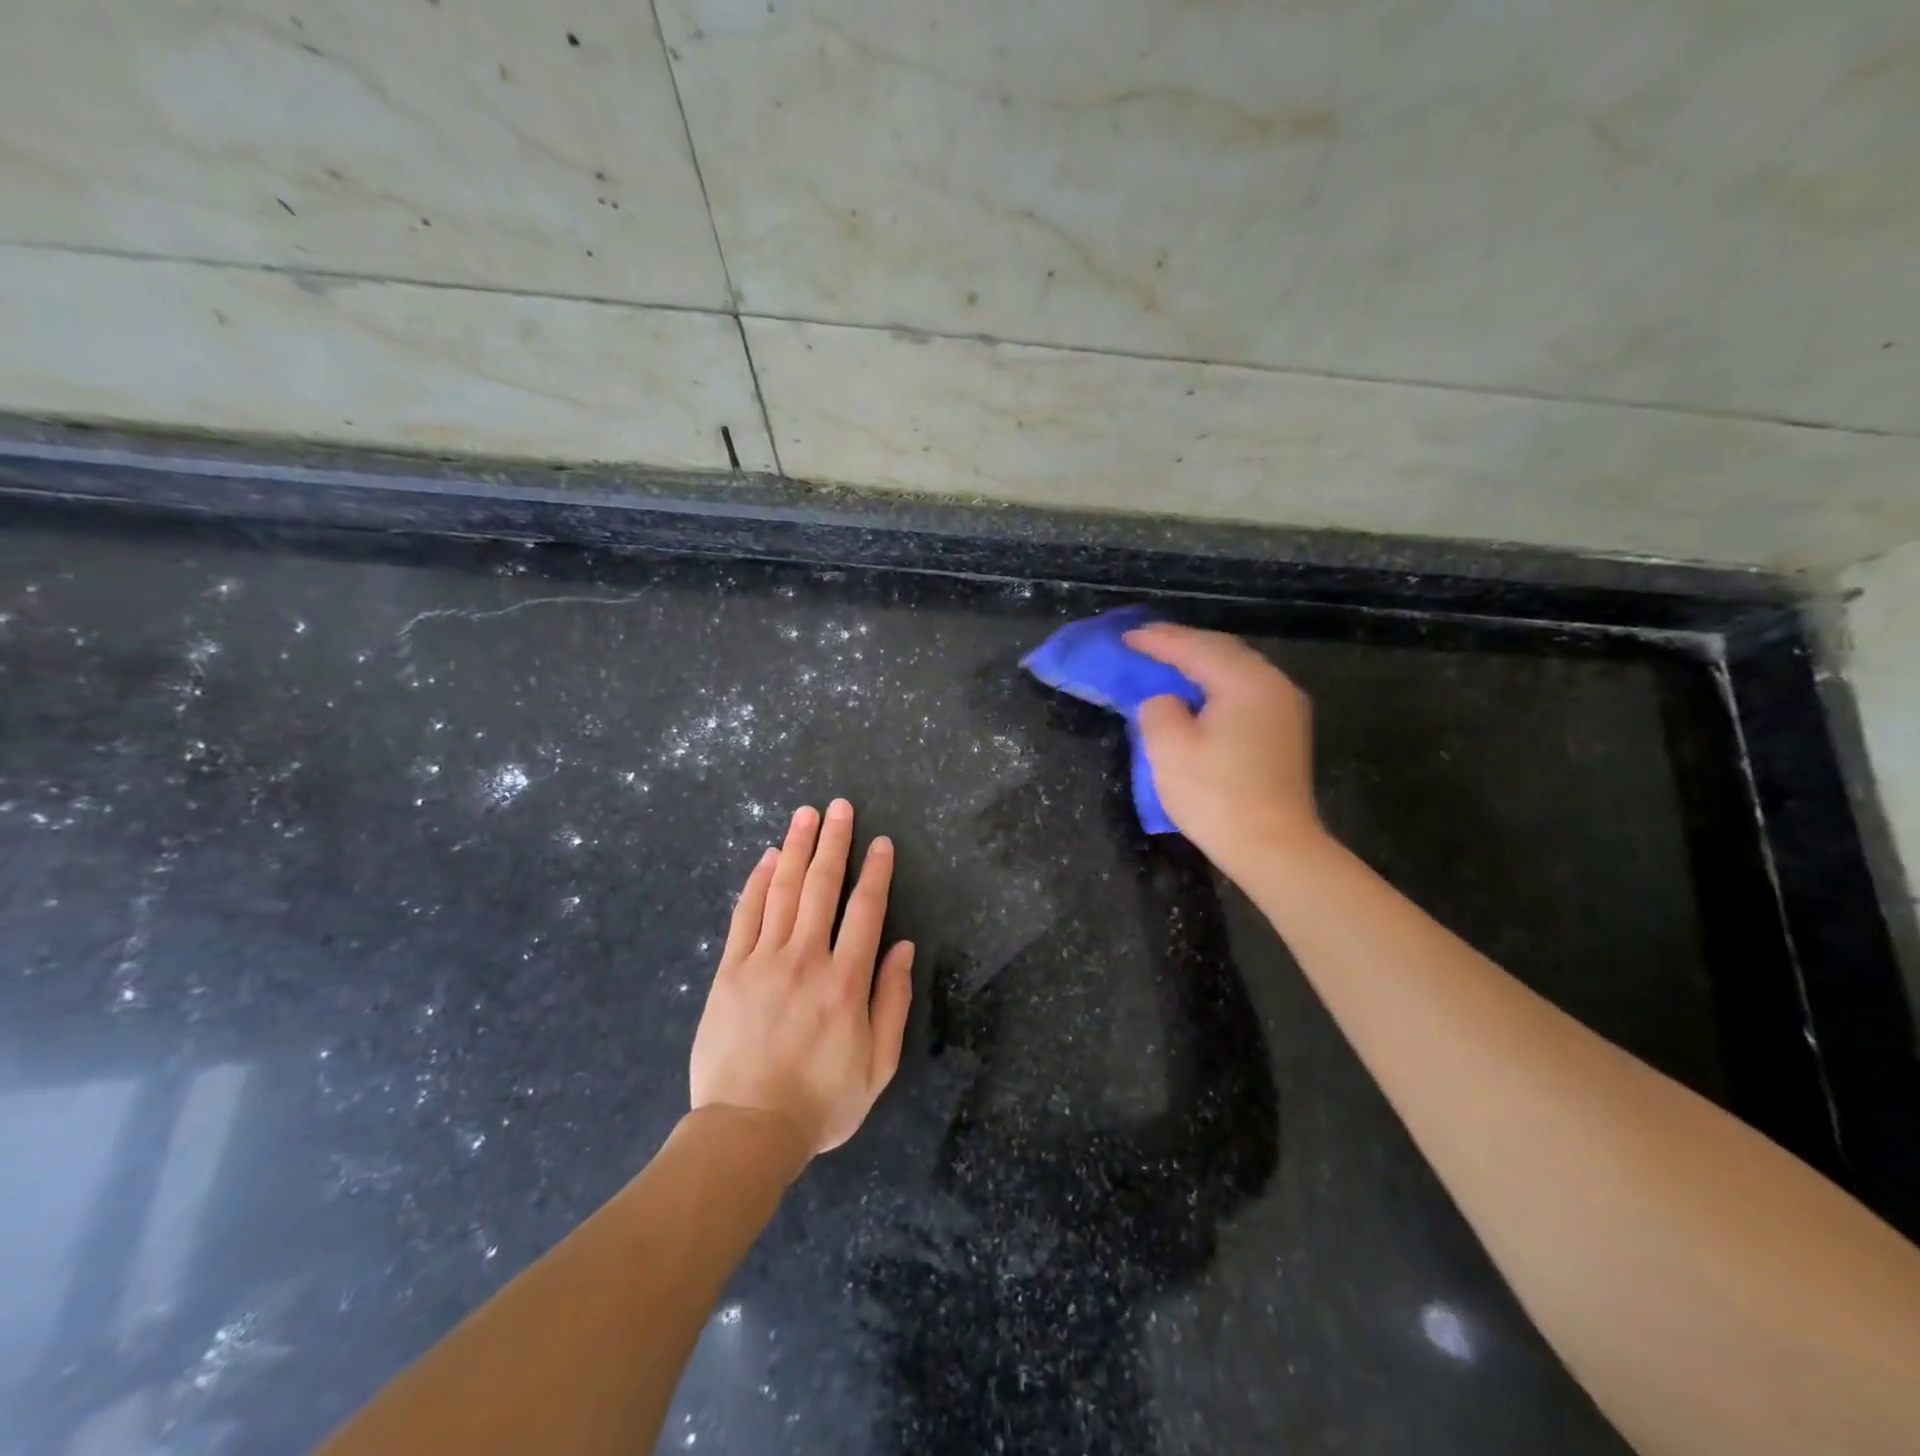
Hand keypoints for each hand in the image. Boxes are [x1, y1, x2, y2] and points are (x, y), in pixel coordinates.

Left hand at [689, 799, 914, 1161]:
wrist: (747, 1130)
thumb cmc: (821, 1102)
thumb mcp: (878, 1065)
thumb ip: (893, 1002)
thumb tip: (902, 947)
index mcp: (847, 982)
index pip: (865, 910)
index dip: (875, 871)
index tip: (881, 842)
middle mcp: (806, 959)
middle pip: (822, 887)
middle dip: (834, 842)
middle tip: (840, 806)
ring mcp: (763, 961)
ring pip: (783, 891)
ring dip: (797, 848)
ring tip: (806, 815)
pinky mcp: (730, 971)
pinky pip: (745, 915)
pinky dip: (757, 882)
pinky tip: (768, 857)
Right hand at [1126, 624, 1323, 876]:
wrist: (1273, 848)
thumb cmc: (1216, 796)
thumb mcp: (1169, 749)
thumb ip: (1158, 709)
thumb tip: (1167, 701)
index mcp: (1245, 682)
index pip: (1195, 648)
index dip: (1157, 641)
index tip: (1125, 637)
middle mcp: (1272, 684)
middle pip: (1221, 650)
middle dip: (1181, 643)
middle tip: (1144, 642)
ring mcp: (1285, 708)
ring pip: (1236, 669)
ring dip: (1200, 662)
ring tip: (1166, 661)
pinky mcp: (1285, 731)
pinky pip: (1245, 689)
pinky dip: (1215, 682)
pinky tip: (1197, 691)